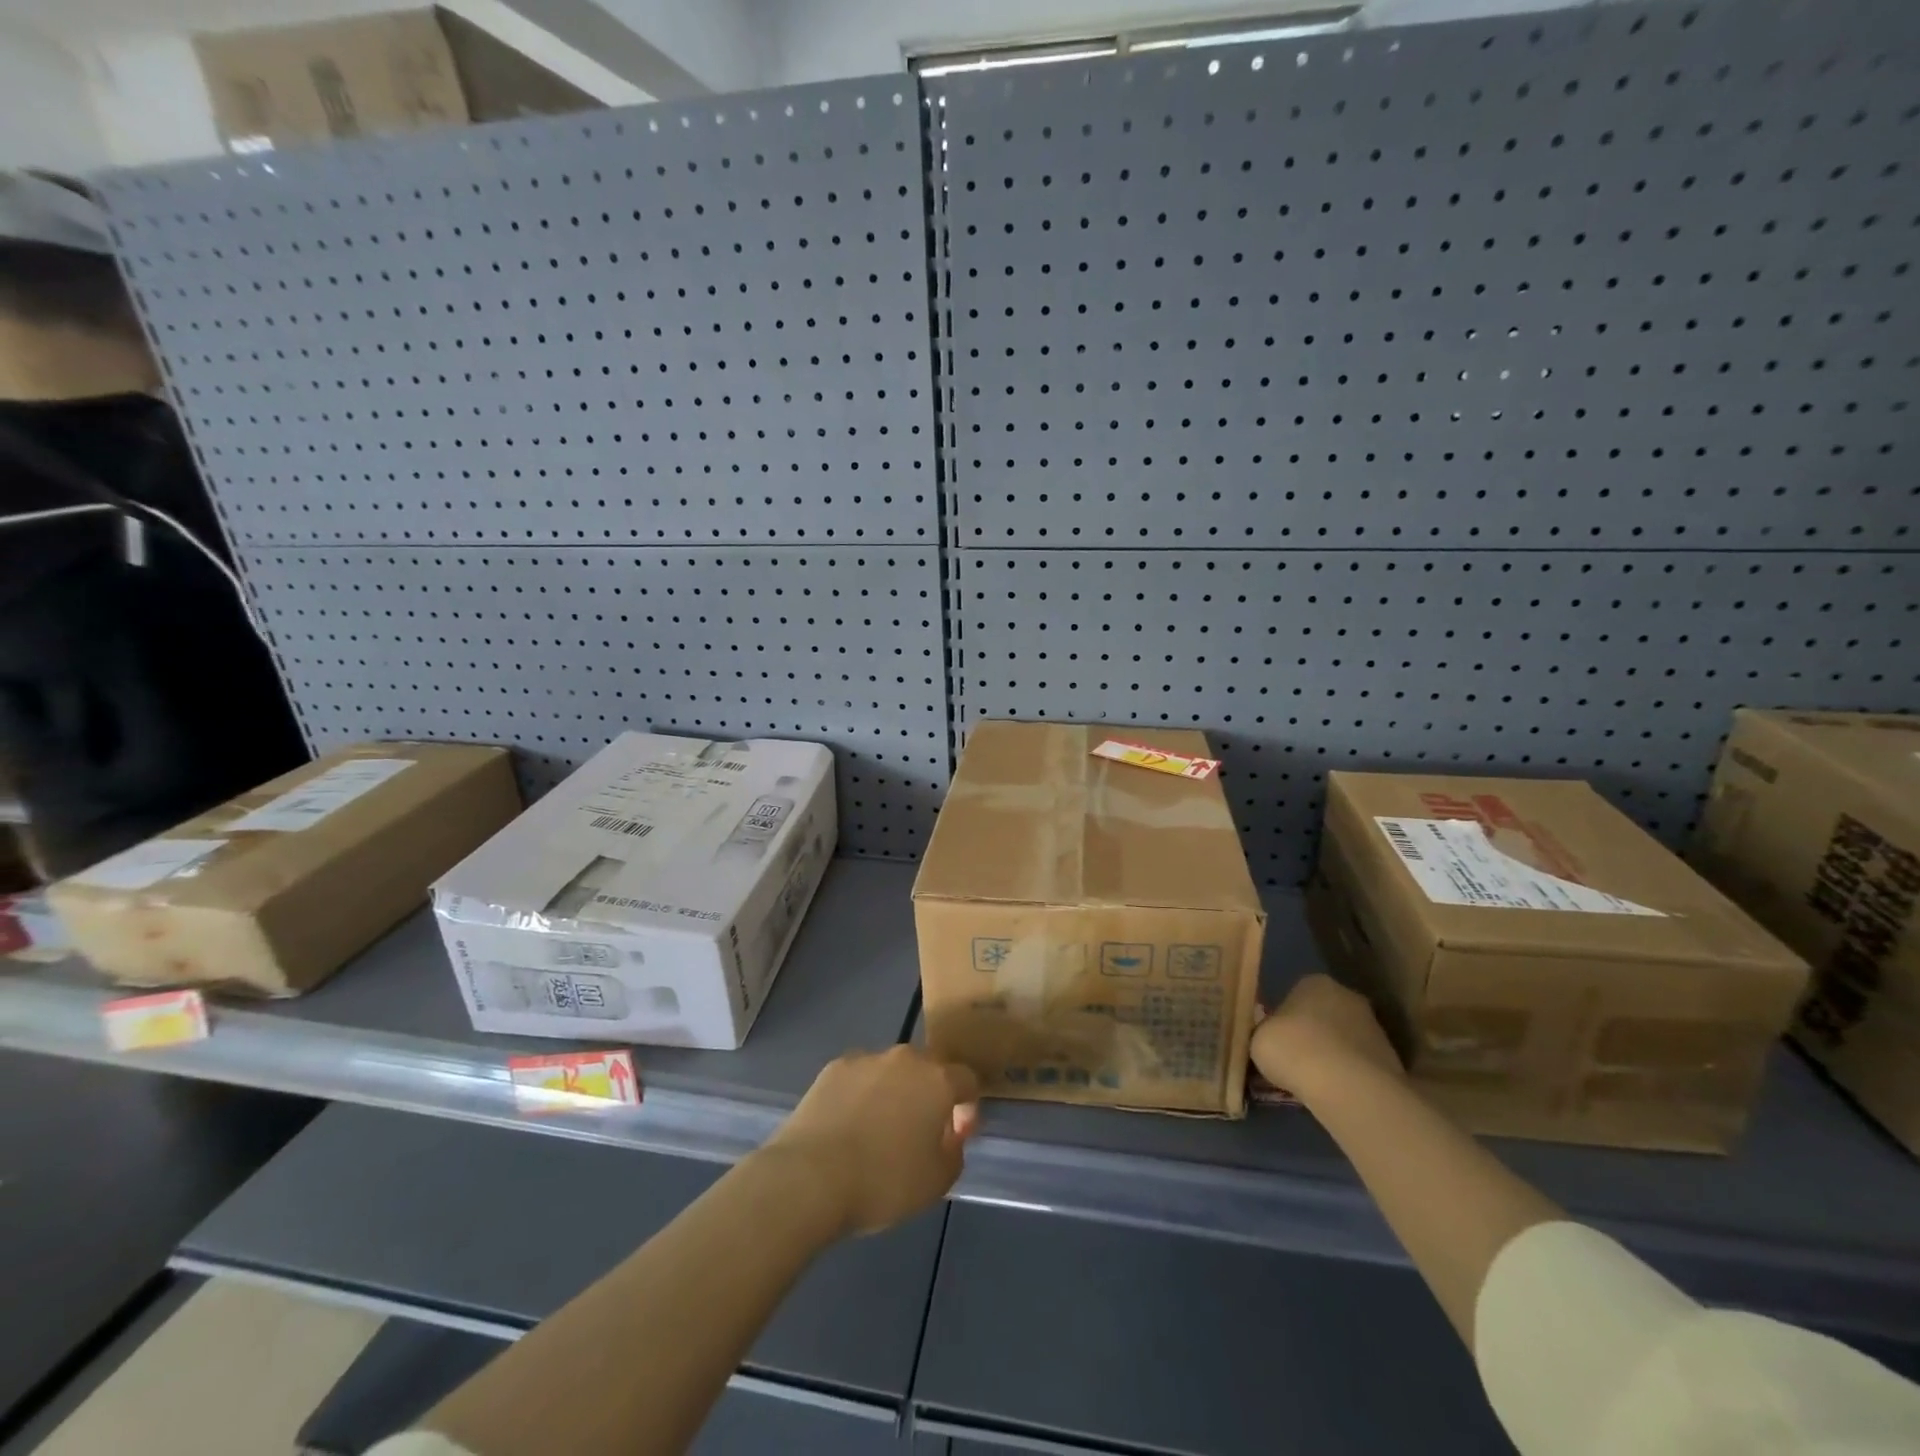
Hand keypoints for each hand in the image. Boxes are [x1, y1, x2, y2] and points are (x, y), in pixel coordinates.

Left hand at [766, 1046, 980, 1236]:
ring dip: (893, 1093)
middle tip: (917, 1133)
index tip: (955, 1135)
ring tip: (876, 1132)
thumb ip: (954, 1150)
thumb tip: (949, 1133)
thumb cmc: (883, 1181)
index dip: (966, 1107)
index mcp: (937, 1080)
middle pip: (927, 1070)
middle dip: (928, 1096)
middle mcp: (905, 1058)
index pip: (966, 1080)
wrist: (811, 1177)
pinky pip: (859, 1078)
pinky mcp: (833, 1068)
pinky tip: (847, 1127)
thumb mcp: (937, 1181)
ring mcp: (866, 1059)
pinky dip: (860, 1095)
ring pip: (891, 1072)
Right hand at [1251, 974, 1404, 1102]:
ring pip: (1344, 1040)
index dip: (1284, 1019)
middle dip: (1312, 1034)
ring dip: (1333, 1055)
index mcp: (1313, 981)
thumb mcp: (1258, 1038)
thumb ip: (1265, 1032)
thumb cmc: (1293, 1049)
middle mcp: (1347, 996)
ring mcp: (1374, 1026)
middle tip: (1295, 1060)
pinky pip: (1359, 1064)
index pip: (1295, 994)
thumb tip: (1270, 1038)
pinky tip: (1336, 1093)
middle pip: (1323, 1014)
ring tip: (1315, 1082)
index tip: (1277, 1041)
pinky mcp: (1391, 1059)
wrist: (1347, 1086)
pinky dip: (1349, 1075)